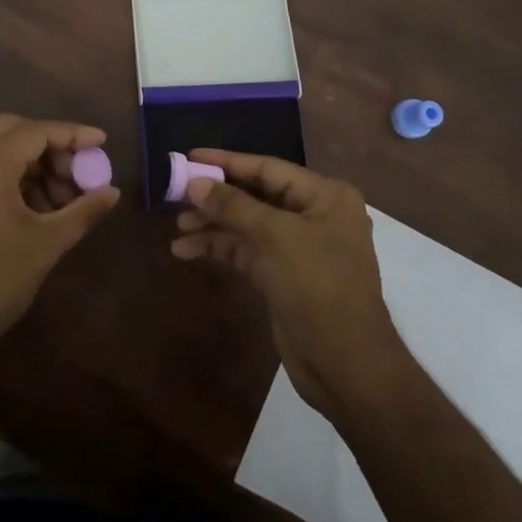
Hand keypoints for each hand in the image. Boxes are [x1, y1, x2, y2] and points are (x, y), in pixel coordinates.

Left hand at [0, 115, 119, 380]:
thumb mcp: (47, 243)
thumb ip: (83, 210)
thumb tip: (112, 192)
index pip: (36, 132)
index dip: (72, 134)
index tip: (101, 142)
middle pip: (13, 131)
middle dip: (50, 145)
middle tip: (77, 171)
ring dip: (32, 163)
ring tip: (63, 198)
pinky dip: (13, 177)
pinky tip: (38, 207)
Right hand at [172, 150, 409, 419]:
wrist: (345, 364)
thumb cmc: (318, 286)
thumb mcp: (275, 238)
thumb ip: (233, 206)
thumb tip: (195, 183)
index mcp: (325, 196)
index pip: (268, 168)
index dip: (227, 162)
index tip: (189, 157)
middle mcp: (314, 215)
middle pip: (255, 195)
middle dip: (216, 197)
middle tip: (176, 195)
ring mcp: (299, 247)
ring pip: (247, 225)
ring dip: (213, 225)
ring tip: (177, 228)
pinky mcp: (284, 275)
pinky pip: (246, 250)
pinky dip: (220, 248)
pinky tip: (187, 250)